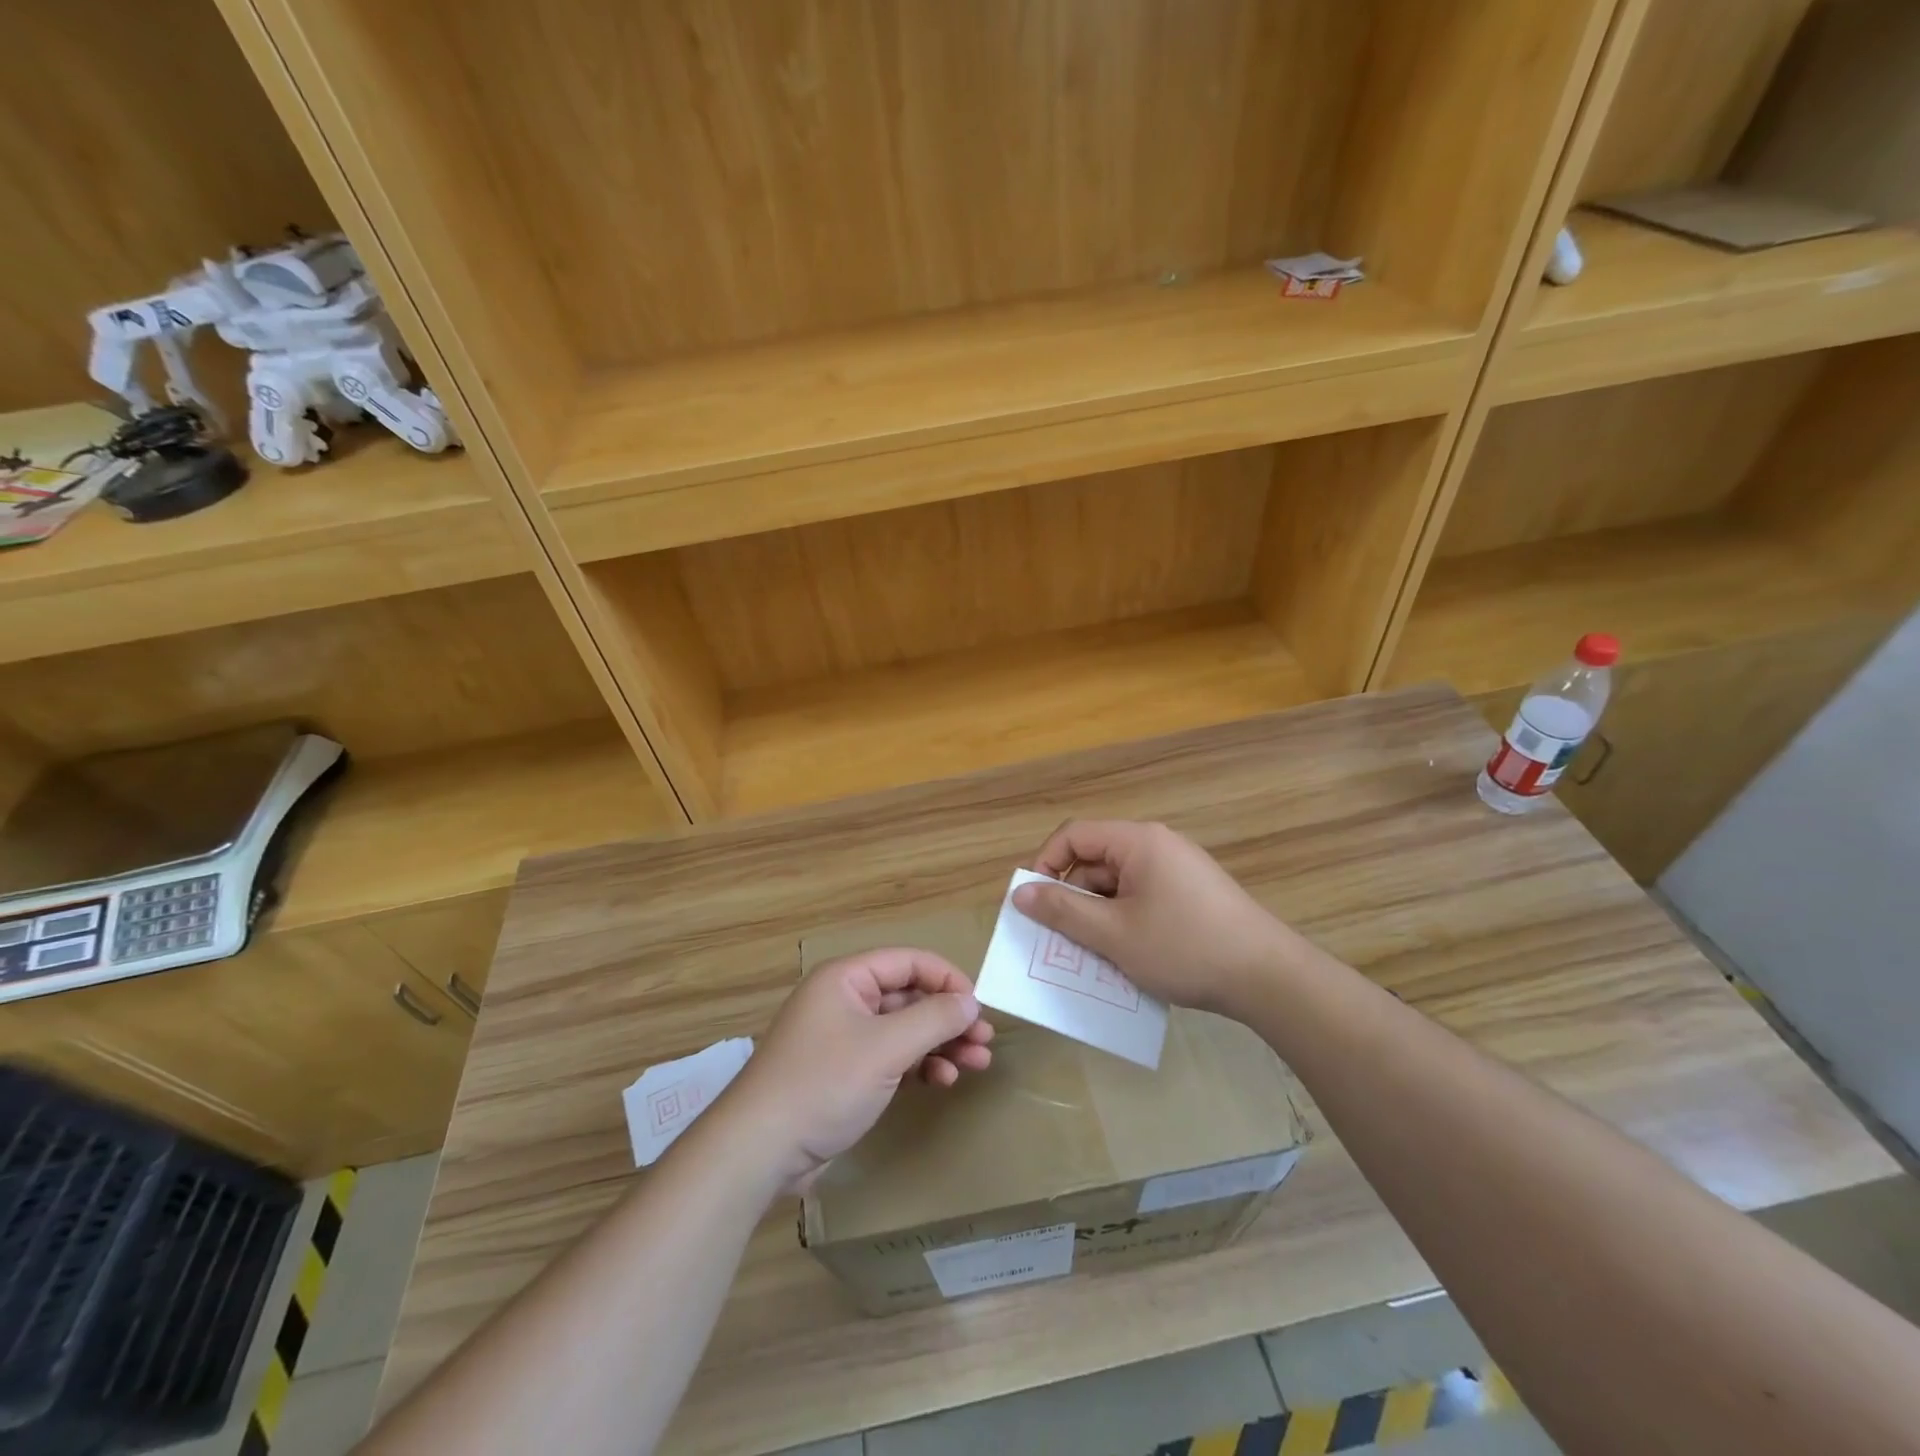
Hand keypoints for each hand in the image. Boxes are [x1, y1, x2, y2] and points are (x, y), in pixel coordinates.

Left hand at [727, 949, 993, 1187]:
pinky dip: (918, 1065)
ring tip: (976, 1064)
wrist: (760, 1151)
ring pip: (903, 1029)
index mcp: (846, 978)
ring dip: (940, 1044)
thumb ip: (934, 1019)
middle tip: (984, 1041)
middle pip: (909, 996)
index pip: (908, 961)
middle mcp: (844, 1000)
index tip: (979, 1006)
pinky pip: (891, 1057)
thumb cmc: (824, 1084)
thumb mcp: (886, 1048)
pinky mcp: (844, 1073)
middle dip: (948, 1017)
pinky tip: (941, 1081)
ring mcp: (843, 1038)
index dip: (947, 979)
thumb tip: (971, 1001)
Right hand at [1013, 820, 1302, 1019]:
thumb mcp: (1113, 934)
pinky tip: (1127, 956)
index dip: (1045, 864)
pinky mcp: (1192, 895)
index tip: (1032, 904)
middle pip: (1096, 860)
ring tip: (1094, 955)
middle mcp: (1158, 845)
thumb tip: (1020, 892)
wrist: (1269, 977)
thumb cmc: (1184, 947)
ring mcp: (1178, 870)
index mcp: (1138, 841)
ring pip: (1118, 885)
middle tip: (1061, 940)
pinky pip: (1142, 898)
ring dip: (1098, 915)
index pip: (1074, 835)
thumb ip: (1063, 910)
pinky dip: (1125, 922)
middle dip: (1073, 897)